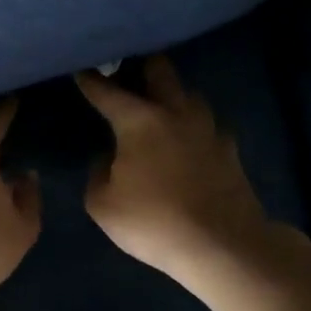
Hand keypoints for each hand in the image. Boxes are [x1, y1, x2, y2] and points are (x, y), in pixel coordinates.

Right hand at [75, 56, 281, 290]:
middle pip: (161, 72)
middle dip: (142, 65)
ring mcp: (208, 128)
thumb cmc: (153, 222)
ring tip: (159, 103)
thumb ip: (98, 174)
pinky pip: (208, 124)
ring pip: (189, 94)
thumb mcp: (103, 204)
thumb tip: (108, 159)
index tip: (80, 69)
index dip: (91, 80)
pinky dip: (194, 124)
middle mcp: (176, 113)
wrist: (223, 245)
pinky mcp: (229, 149)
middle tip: (128, 69)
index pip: (108, 92)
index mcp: (140, 121)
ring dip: (173, 93)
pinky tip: (188, 137)